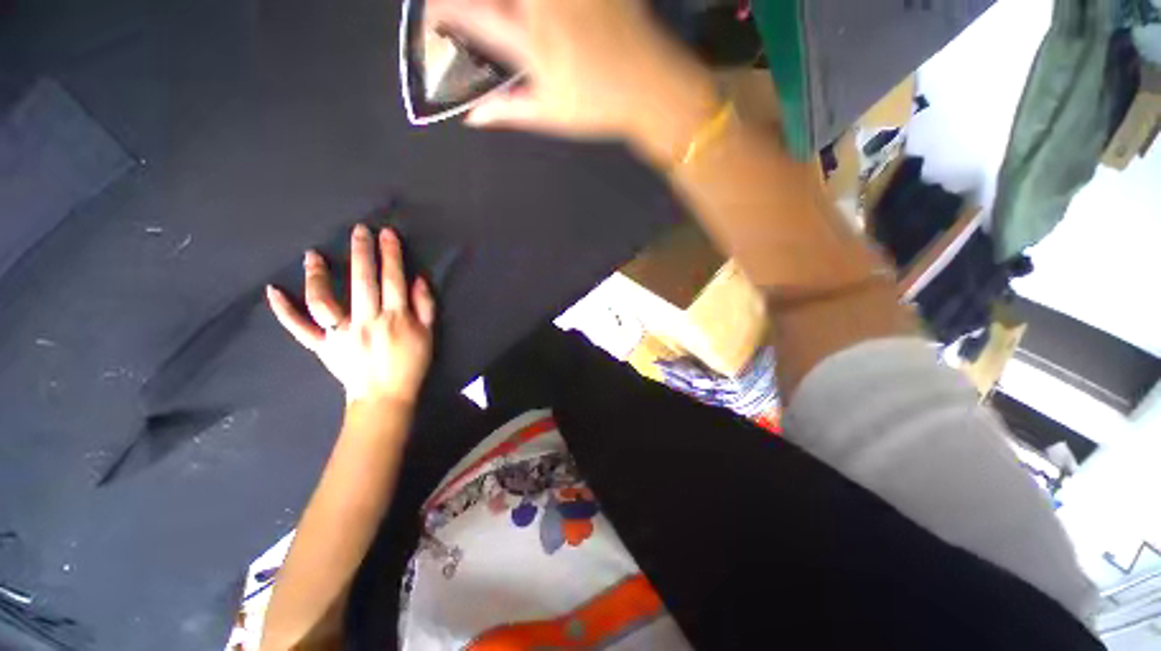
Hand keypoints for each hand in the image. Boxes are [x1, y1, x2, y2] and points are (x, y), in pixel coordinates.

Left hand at [266, 224, 434, 406]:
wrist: (385, 396)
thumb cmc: (411, 364)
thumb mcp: (428, 335)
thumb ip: (425, 306)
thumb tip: (419, 278)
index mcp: (396, 318)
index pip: (393, 280)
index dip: (391, 255)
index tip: (387, 234)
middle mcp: (367, 321)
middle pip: (363, 282)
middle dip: (362, 253)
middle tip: (358, 231)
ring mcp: (340, 334)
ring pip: (325, 300)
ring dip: (319, 276)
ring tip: (313, 256)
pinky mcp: (322, 346)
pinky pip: (300, 329)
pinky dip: (284, 311)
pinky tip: (272, 291)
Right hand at [431, 0, 719, 159]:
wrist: (653, 86)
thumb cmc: (599, 108)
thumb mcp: (551, 116)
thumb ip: (509, 111)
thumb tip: (472, 117)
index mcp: (532, 42)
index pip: (472, 14)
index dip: (443, 11)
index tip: (432, 17)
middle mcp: (546, 4)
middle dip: (473, 1)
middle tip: (476, 16)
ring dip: (509, 2)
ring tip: (509, 18)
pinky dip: (535, 4)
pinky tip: (542, 17)